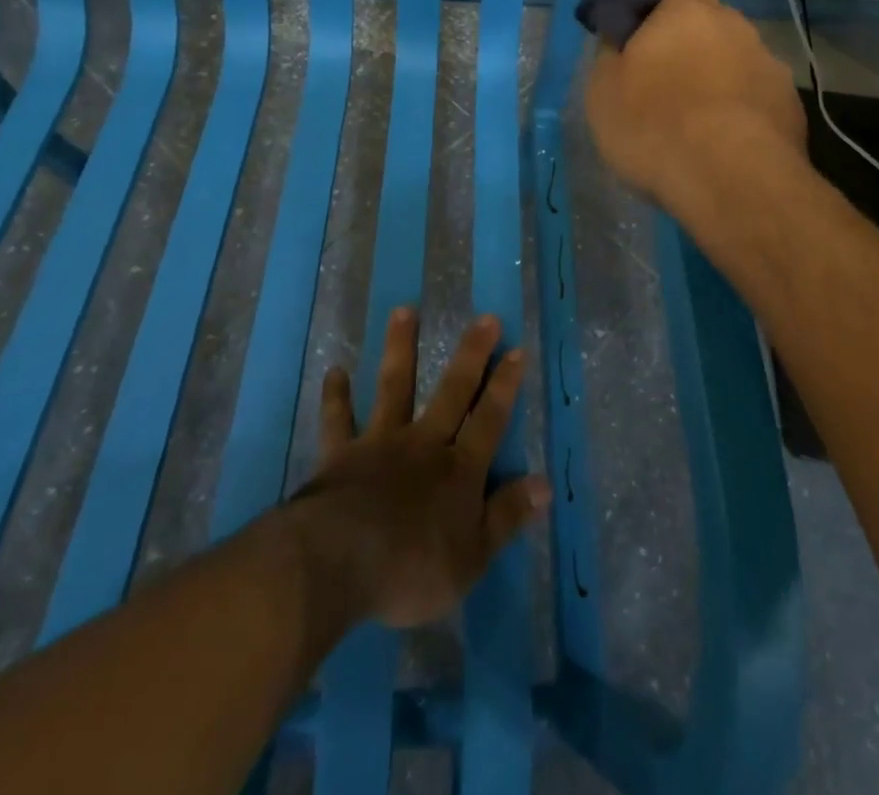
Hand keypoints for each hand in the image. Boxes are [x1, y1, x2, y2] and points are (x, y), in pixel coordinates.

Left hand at [288, 310, 548, 629]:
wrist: (337, 563)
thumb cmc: (411, 568)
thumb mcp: (472, 557)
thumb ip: (506, 517)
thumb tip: (544, 484)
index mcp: (458, 470)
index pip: (489, 420)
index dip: (505, 386)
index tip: (517, 350)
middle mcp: (423, 444)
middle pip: (452, 392)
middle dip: (471, 355)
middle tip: (485, 318)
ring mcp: (380, 444)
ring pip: (394, 388)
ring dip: (400, 349)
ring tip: (403, 310)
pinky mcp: (341, 455)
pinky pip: (338, 421)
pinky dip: (336, 397)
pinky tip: (334, 371)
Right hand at [584, 0, 806, 213]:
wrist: (731, 183)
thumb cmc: (655, 125)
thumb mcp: (604, 90)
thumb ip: (613, 51)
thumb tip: (622, 32)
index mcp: (689, 12)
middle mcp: (737, 28)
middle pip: (714, 22)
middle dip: (694, 42)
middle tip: (667, 78)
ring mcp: (771, 68)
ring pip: (738, 63)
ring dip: (719, 80)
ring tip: (697, 124)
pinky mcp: (792, 109)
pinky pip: (757, 101)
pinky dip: (742, 114)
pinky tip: (725, 148)